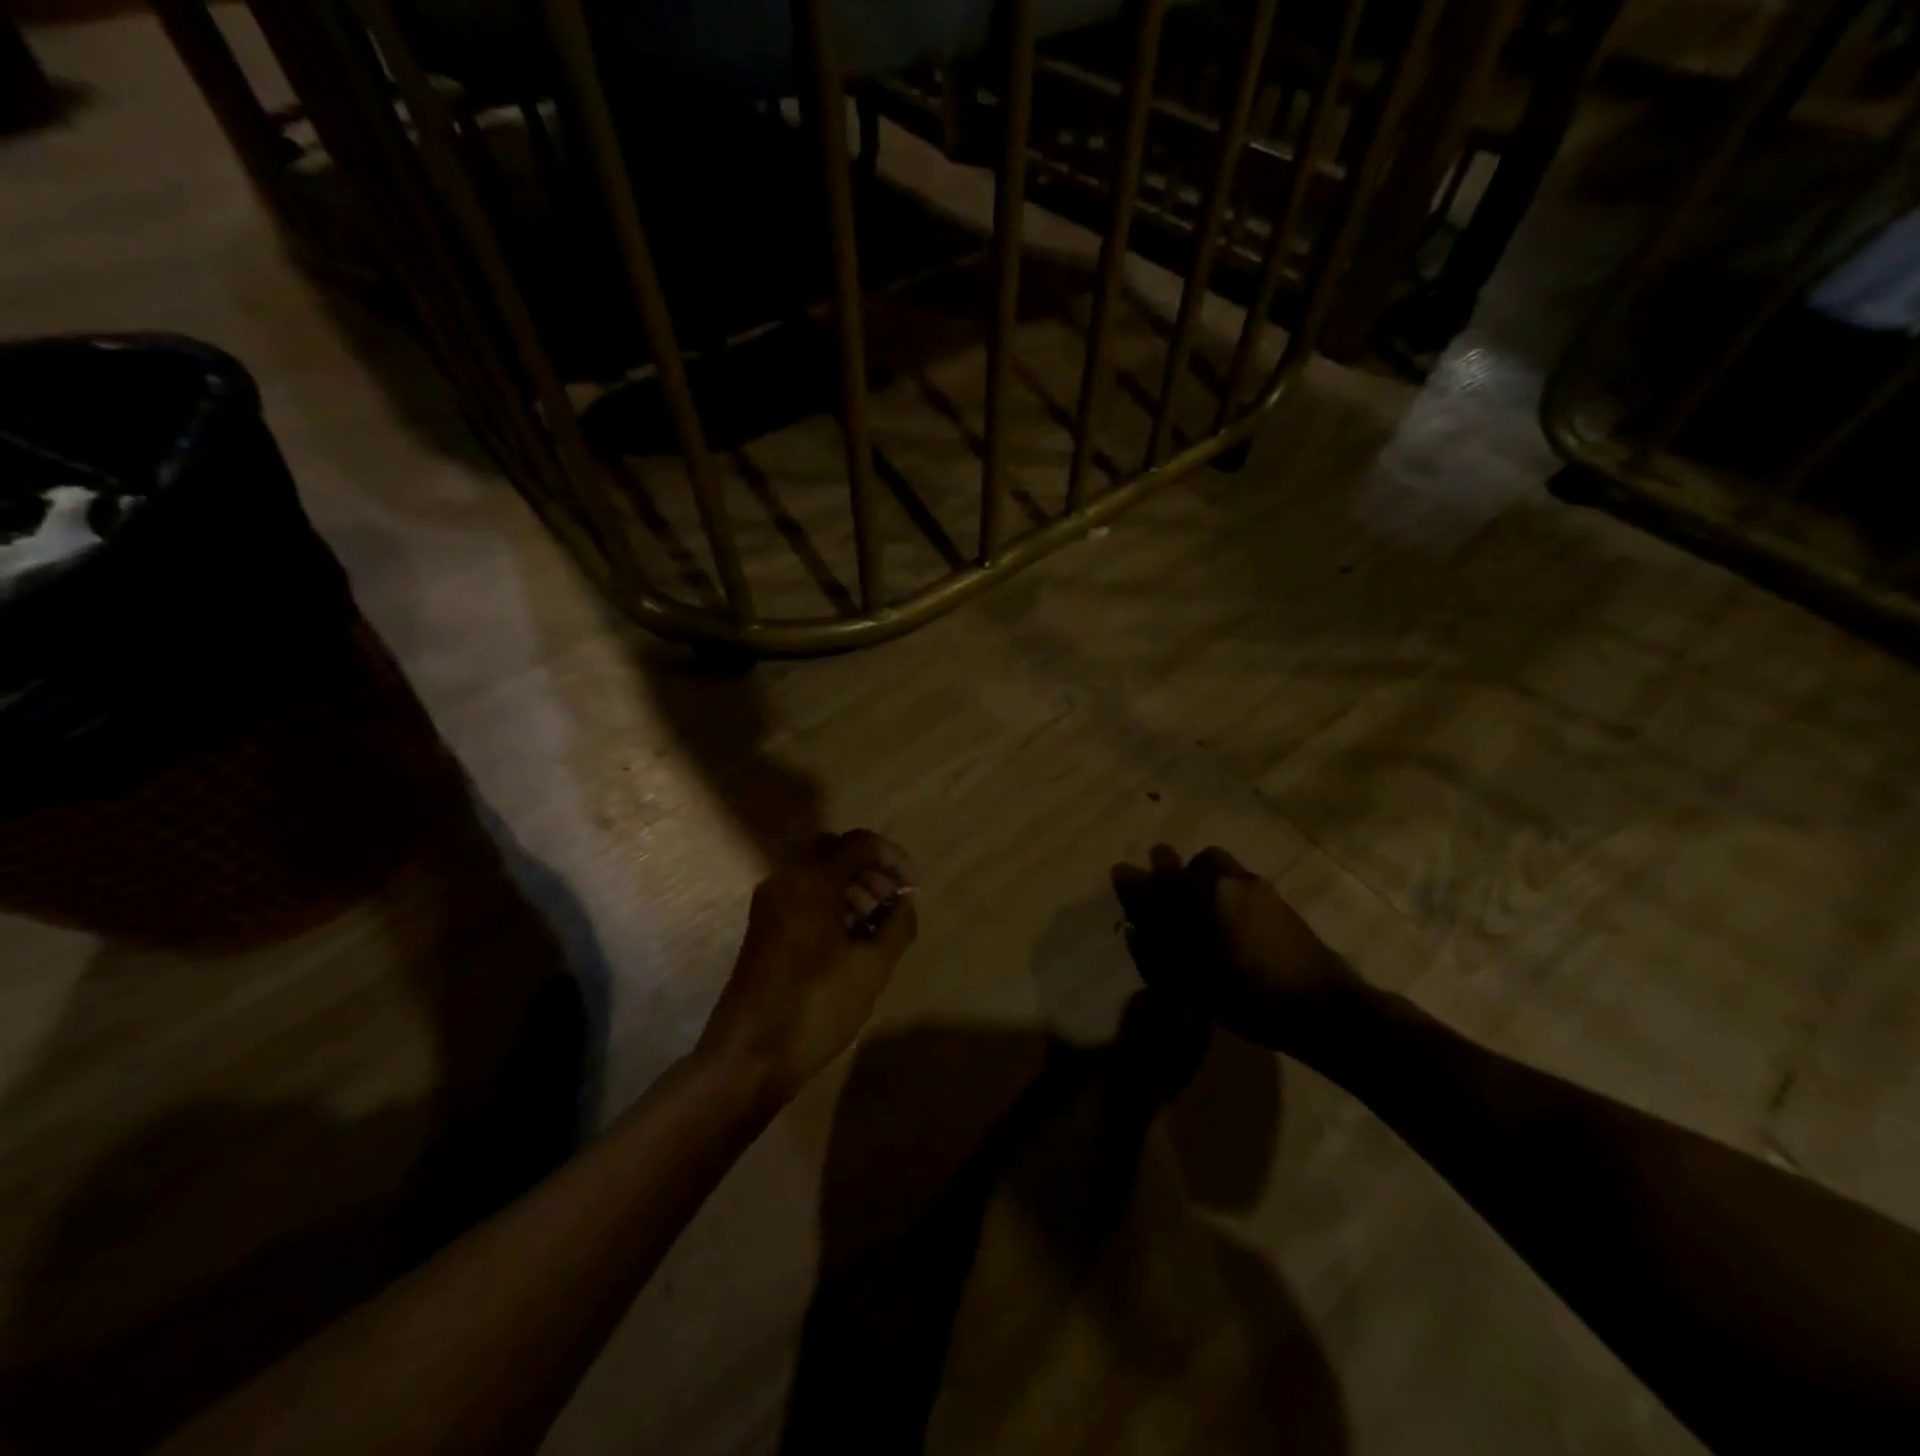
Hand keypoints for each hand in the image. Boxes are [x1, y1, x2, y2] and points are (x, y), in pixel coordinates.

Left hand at [699, 829, 918, 1106]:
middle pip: (835, 851)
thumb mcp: (872, 968)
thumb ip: (897, 926)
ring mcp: (769, 903)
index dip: (894, 859)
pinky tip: (851, 938)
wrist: (749, 1056)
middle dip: (869, 869)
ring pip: (817, 873)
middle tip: (893, 901)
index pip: (860, 844)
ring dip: (851, 886)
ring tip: (877, 923)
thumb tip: (904, 903)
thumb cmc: (816, 1006)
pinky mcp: (764, 927)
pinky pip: (802, 895)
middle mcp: (785, 879)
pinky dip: (830, 903)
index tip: (914, 888)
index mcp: (811, 880)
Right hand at [1110, 845, 1361, 1055]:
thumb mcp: (1193, 983)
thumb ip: (1158, 951)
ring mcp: (1252, 886)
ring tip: (1191, 904)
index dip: (1133, 880)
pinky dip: (1217, 886)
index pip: (1155, 882)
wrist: (1323, 1007)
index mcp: (1201, 899)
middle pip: (1182, 864)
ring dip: (1193, 875)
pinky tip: (1221, 916)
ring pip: (1210, 865)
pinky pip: (1233, 878)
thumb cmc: (1249, 999)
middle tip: (1155, 892)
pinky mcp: (1273, 897)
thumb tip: (1136, 929)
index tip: (1119, 874)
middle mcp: (1224, 882)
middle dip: (1163, 872)